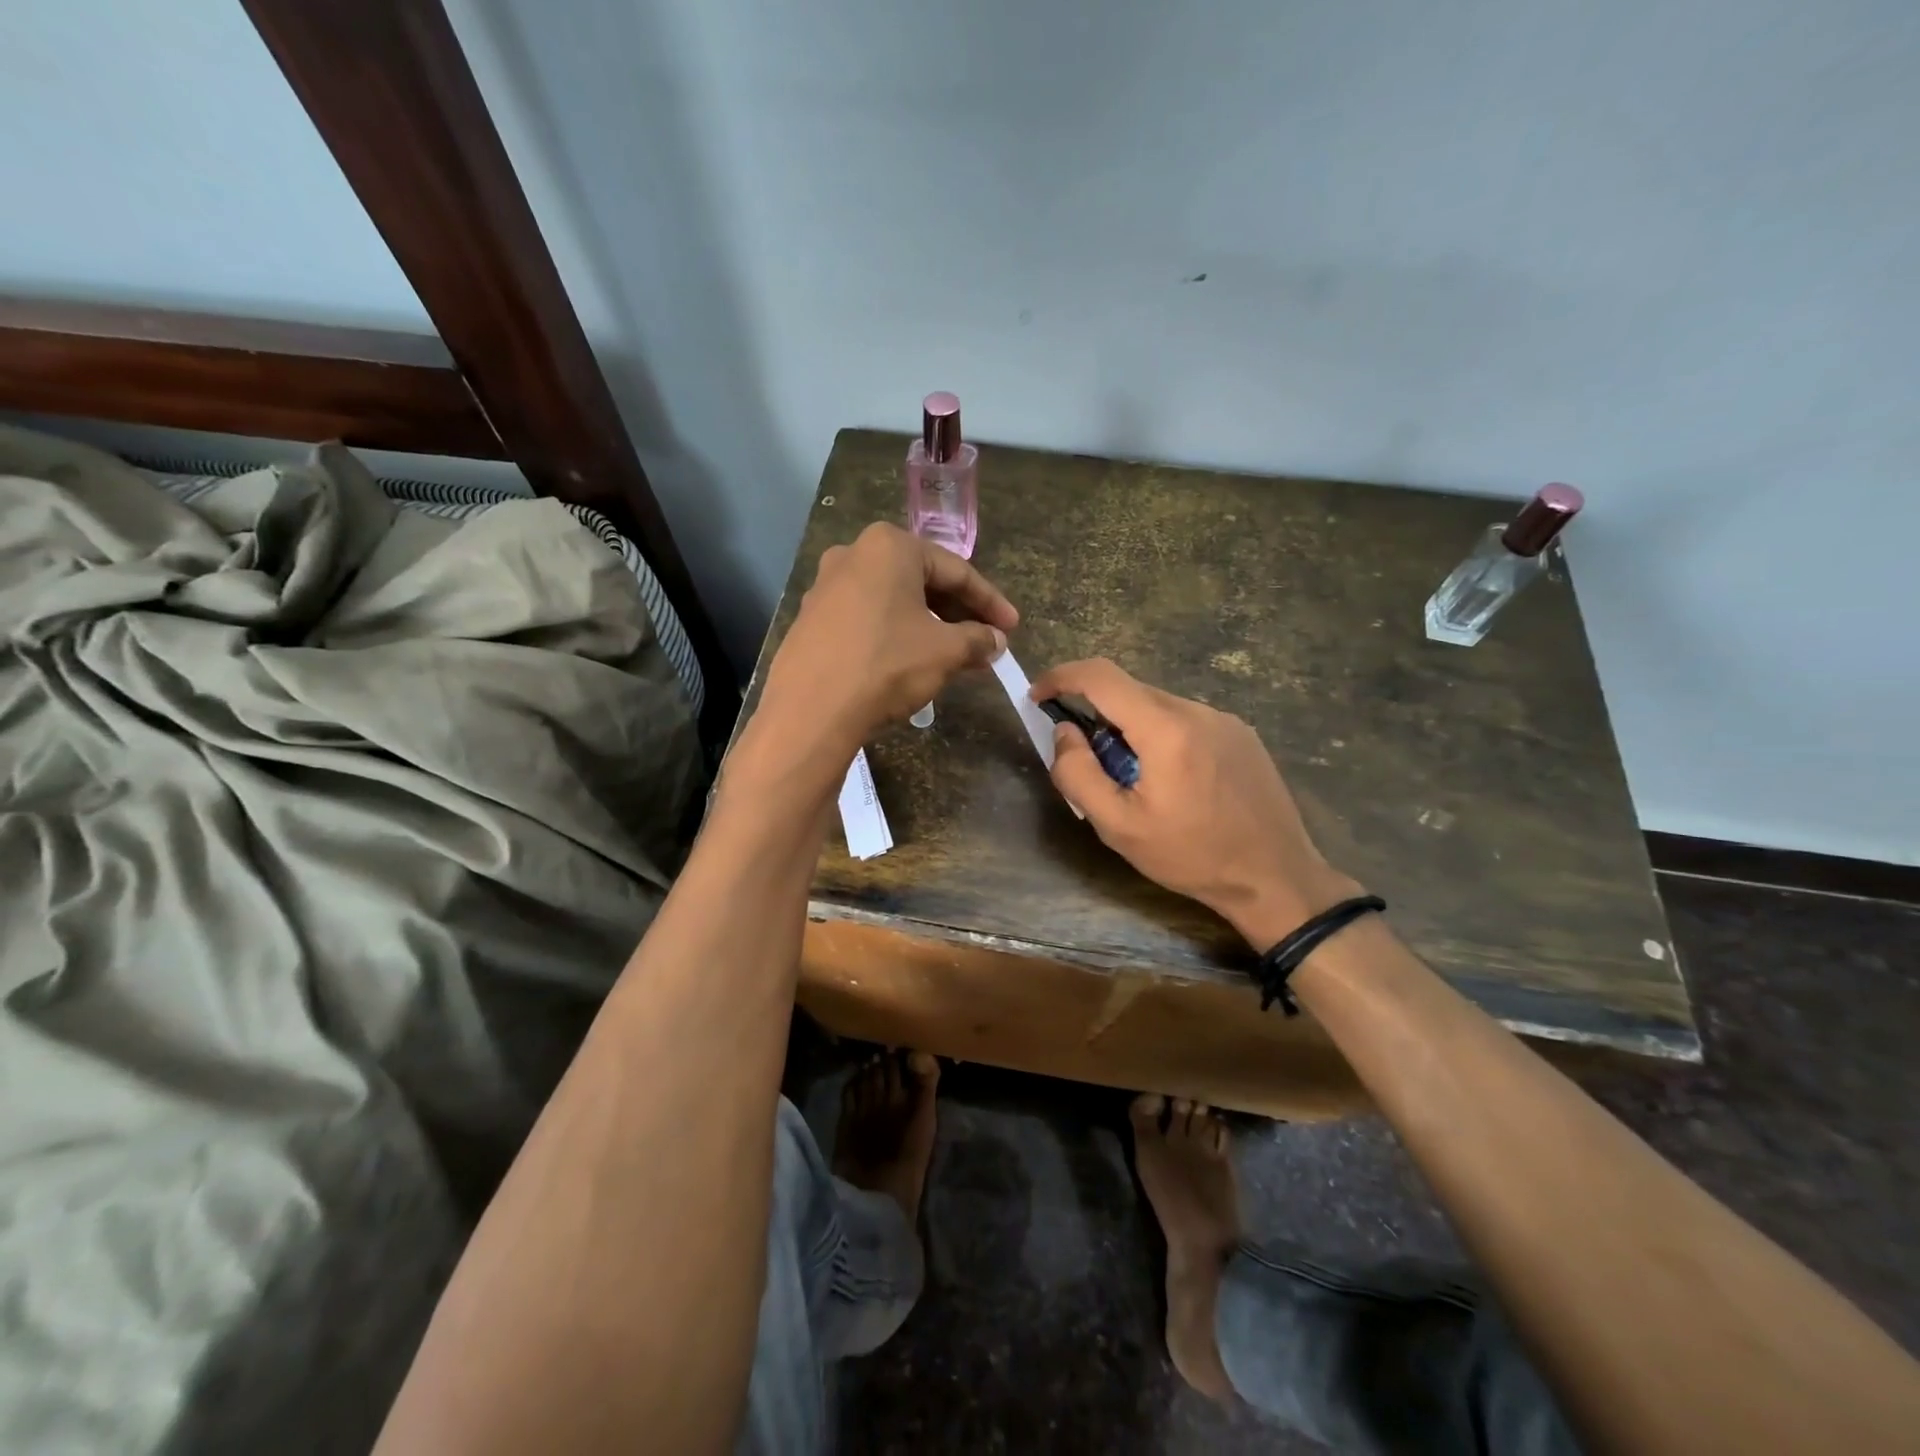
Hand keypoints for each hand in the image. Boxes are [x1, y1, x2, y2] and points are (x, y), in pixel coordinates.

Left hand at [759, 523, 1018, 758]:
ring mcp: (827, 586)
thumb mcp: (944, 652)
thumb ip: (976, 639)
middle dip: (959, 614)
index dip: (990, 602)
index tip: (1012, 628)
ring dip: (930, 627)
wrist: (811, 710)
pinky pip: (868, 619)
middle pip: (922, 581)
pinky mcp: (812, 619)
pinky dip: (897, 634)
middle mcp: (854, 554)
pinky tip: (913, 662)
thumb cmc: (886, 666)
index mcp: (890, 546)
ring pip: (894, 602)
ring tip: (956, 656)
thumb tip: (995, 641)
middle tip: (986, 642)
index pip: (956, 571)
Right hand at [1031, 658, 1360, 948]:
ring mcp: (1225, 720)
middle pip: (1129, 691)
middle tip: (1089, 763)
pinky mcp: (1241, 734)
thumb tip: (1064, 732)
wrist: (1276, 878)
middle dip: (1096, 714)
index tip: (1038, 696)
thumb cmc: (1191, 856)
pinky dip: (1161, 737)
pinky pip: (1186, 721)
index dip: (1061, 676)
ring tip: (1136, 783)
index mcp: (1165, 729)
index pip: (1101, 676)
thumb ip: (1078, 774)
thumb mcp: (1118, 827)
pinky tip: (1173, 783)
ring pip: (1158, 707)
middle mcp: (1197, 711)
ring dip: (1131, 729)